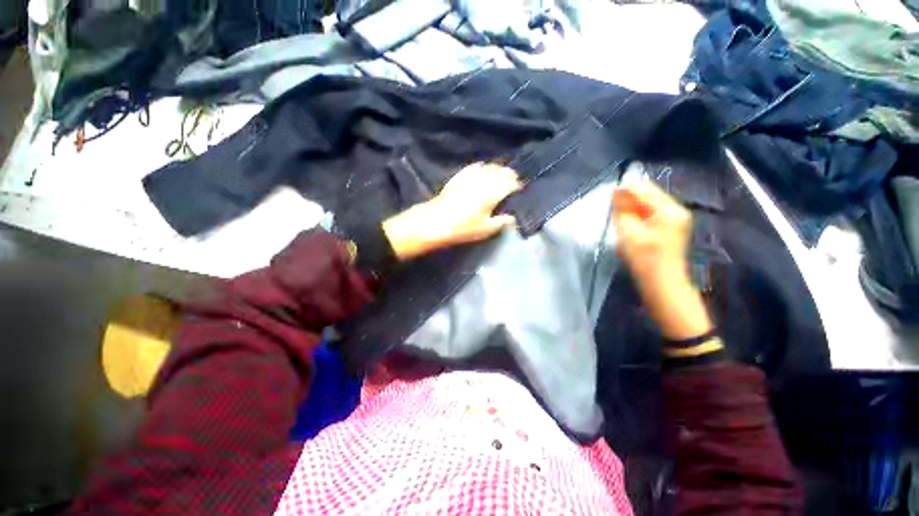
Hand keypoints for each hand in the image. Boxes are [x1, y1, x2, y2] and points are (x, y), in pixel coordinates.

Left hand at [383, 163, 521, 259]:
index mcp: (493, 193)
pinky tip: (482, 168)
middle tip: (512, 180)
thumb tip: (511, 217)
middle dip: (508, 174)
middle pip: (500, 171)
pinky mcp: (459, 176)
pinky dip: (481, 167)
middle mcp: (484, 181)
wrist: (436, 221)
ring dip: (496, 169)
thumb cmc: (463, 228)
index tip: (519, 188)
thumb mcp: (485, 229)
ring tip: (499, 174)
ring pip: (488, 166)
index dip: (516, 184)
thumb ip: (501, 222)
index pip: (510, 183)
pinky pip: (473, 167)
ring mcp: (470, 176)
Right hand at [612, 179, 713, 339]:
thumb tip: (617, 192)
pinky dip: (640, 213)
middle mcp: (676, 209)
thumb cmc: (644, 258)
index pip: (644, 189)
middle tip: (612, 204)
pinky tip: (630, 220)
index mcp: (668, 210)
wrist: (662, 283)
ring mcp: (676, 218)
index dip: (625, 189)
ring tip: (619, 213)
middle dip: (630, 196)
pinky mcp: (672, 226)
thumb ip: (622, 210)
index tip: (609, 193)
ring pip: (651, 202)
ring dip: (634, 205)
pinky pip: (653, 211)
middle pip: (650, 193)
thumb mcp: (628, 232)